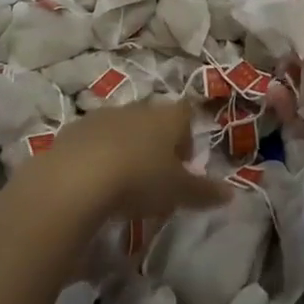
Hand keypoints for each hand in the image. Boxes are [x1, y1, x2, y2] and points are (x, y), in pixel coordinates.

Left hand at [27, 98, 230, 221]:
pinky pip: (92, 140)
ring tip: (122, 184)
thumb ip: (204, 192)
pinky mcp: (72, 131)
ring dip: (125, 148)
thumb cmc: (139, 179)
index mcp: (167, 117)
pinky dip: (96, 156)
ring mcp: (102, 116)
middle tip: (154, 177)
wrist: (74, 179)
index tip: (184, 164)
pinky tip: (93, 184)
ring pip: (121, 128)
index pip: (186, 113)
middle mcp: (137, 109)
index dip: (187, 136)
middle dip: (156, 144)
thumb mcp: (177, 192)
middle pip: (153, 119)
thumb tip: (231, 194)